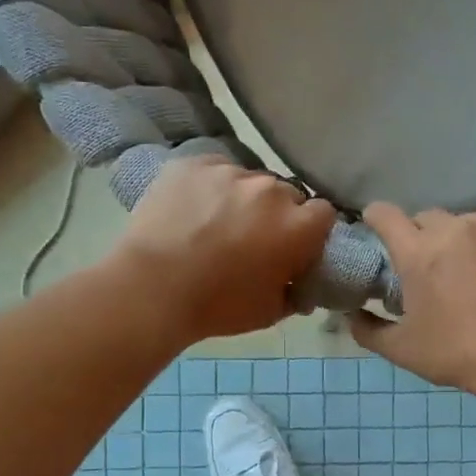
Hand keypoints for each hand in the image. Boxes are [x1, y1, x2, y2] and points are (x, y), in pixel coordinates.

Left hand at [113, 156, 335, 342]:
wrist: (151, 288)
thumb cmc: (218, 306)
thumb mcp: (270, 312)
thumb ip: (296, 294)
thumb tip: (301, 286)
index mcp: (298, 226)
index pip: (324, 213)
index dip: (312, 229)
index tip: (297, 246)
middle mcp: (271, 190)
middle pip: (287, 194)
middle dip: (278, 214)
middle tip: (256, 238)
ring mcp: (231, 172)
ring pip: (249, 181)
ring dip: (244, 199)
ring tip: (217, 223)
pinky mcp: (194, 164)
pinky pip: (215, 170)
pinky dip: (211, 186)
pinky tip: (194, 209)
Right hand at [349, 204, 475, 398]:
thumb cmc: (461, 355)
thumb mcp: (403, 351)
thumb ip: (368, 330)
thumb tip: (350, 314)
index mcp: (418, 253)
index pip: (385, 214)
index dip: (378, 219)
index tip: (380, 229)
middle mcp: (455, 229)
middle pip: (429, 218)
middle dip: (425, 237)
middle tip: (435, 266)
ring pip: (471, 221)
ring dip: (466, 239)